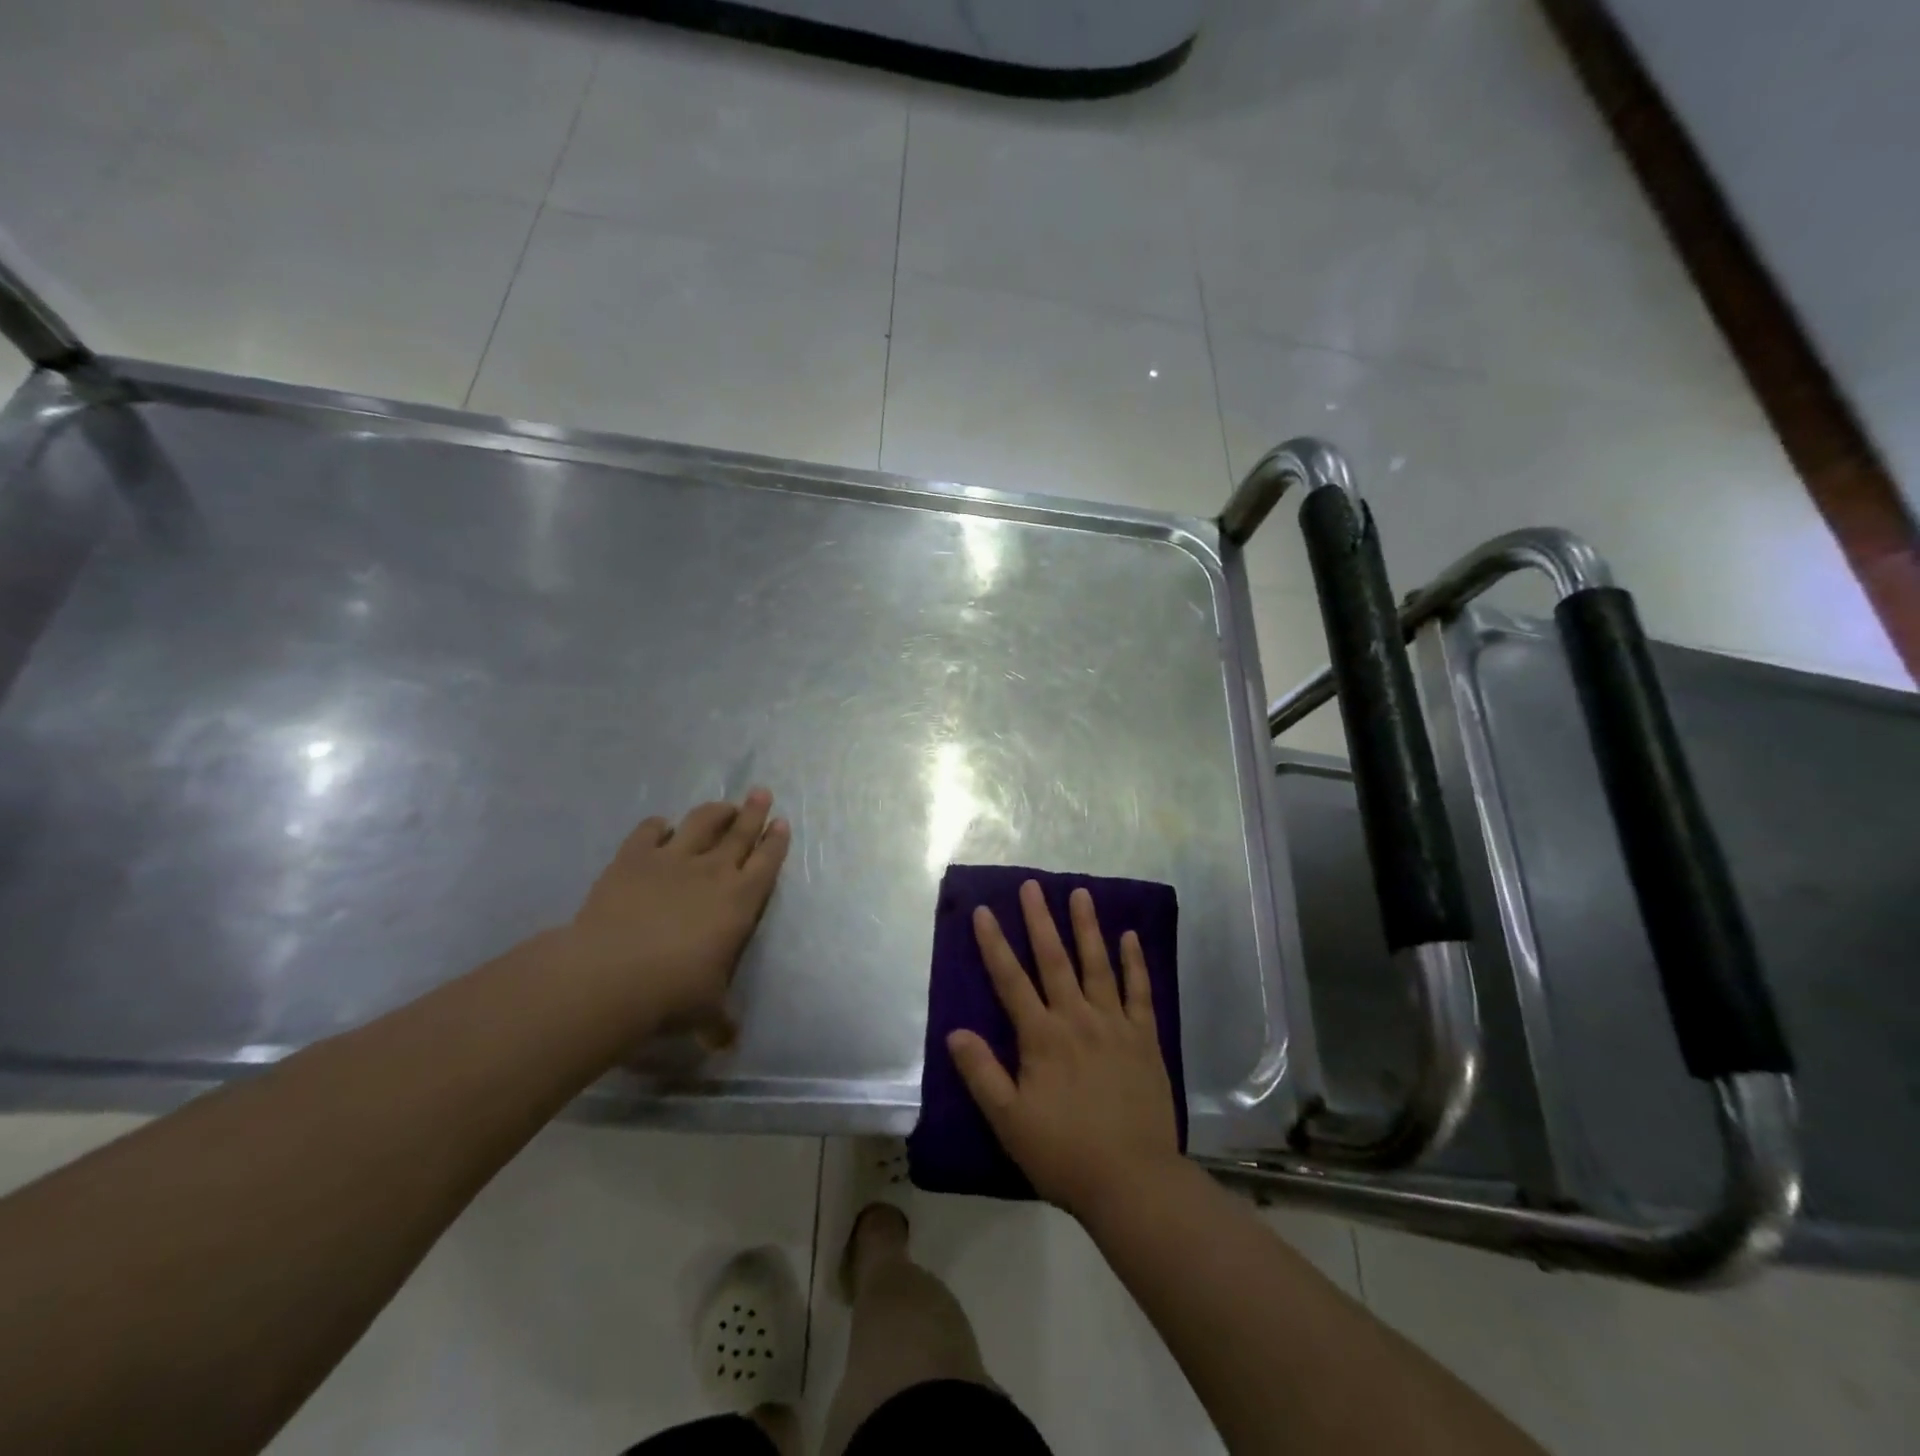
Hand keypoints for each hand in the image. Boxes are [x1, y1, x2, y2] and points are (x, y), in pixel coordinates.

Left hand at [557, 789, 789, 1038]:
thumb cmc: (673, 993)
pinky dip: (657, 826)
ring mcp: (671, 859)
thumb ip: (720, 1022)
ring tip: (722, 804)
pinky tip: (660, 827)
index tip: (781, 822)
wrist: (612, 975)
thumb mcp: (706, 1012)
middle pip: (740, 832)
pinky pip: (649, 831)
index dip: (775, 841)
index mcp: (740, 901)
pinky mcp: (633, 857)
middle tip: (761, 792)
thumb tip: (728, 1044)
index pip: (766, 862)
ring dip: (715, 811)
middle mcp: (712, 871)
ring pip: (701, 822)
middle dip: (753, 811)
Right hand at [948, 880, 1183, 1221]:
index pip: (1011, 980)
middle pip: (1054, 960)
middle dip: (1040, 920)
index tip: (985, 910)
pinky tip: (1130, 936)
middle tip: (1032, 885)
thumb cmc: (1064, 1153)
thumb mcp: (1009, 1121)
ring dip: (1086, 927)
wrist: (1133, 1181)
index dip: (995, 944)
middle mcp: (1077, 1019)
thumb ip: (982, 1073)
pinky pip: (1140, 991)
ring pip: (1097, 965)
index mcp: (1042, 1037)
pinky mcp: (1145, 1038)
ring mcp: (1115, 1025)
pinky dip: (1134, 962)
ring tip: (1080, 893)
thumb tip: (954, 1031)